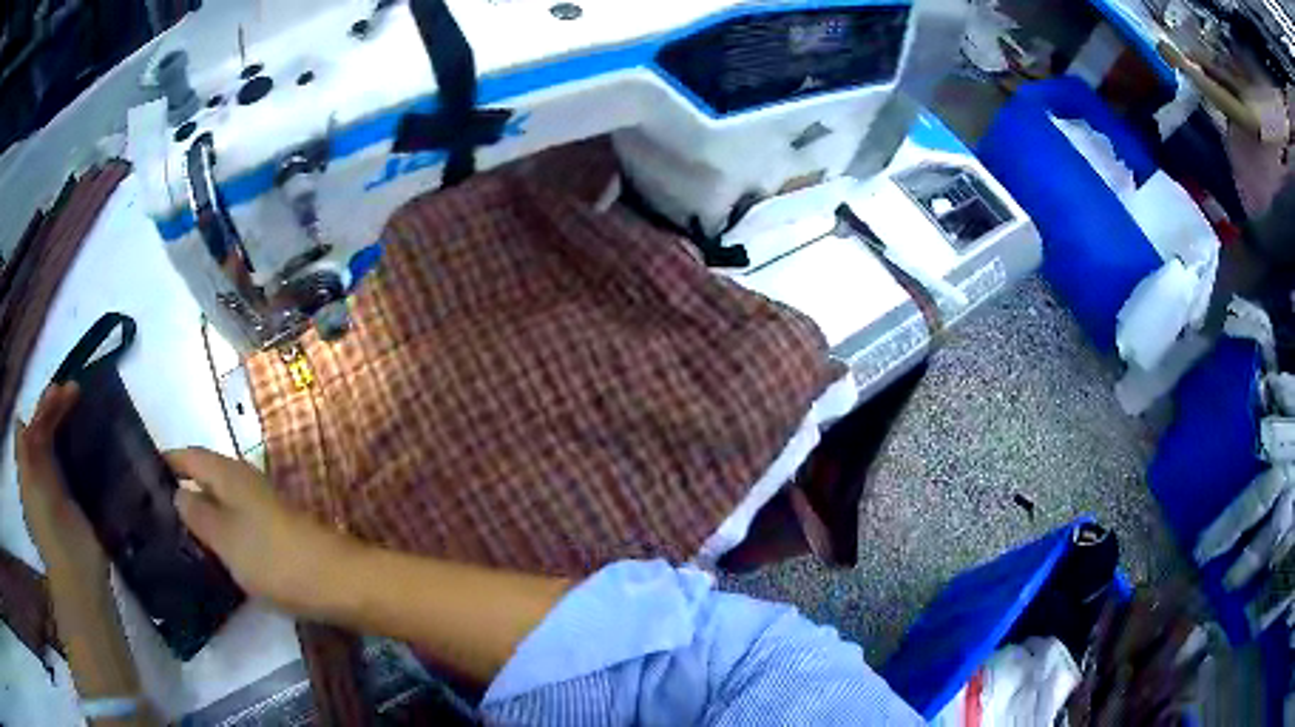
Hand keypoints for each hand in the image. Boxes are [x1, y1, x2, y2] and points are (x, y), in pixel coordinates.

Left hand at [15, 383, 107, 584]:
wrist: (78, 574)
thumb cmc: (48, 528)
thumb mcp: (30, 486)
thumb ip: (24, 452)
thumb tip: (20, 421)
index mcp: (29, 474)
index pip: (32, 430)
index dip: (41, 409)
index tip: (57, 391)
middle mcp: (42, 478)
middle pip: (46, 433)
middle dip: (56, 409)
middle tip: (74, 391)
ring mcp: (61, 491)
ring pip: (60, 446)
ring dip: (67, 423)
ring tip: (81, 401)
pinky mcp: (79, 503)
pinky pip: (75, 467)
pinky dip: (79, 447)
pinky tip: (89, 434)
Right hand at [166, 447, 355, 617]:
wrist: (337, 583)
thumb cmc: (274, 558)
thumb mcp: (225, 538)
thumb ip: (198, 514)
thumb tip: (177, 492)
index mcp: (230, 474)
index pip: (191, 456)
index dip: (168, 460)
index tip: (143, 472)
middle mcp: (245, 482)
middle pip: (205, 476)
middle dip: (180, 487)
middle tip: (151, 509)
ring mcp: (262, 507)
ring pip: (220, 500)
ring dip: (199, 510)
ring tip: (172, 531)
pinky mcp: (274, 532)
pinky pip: (235, 522)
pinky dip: (218, 529)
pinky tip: (209, 550)